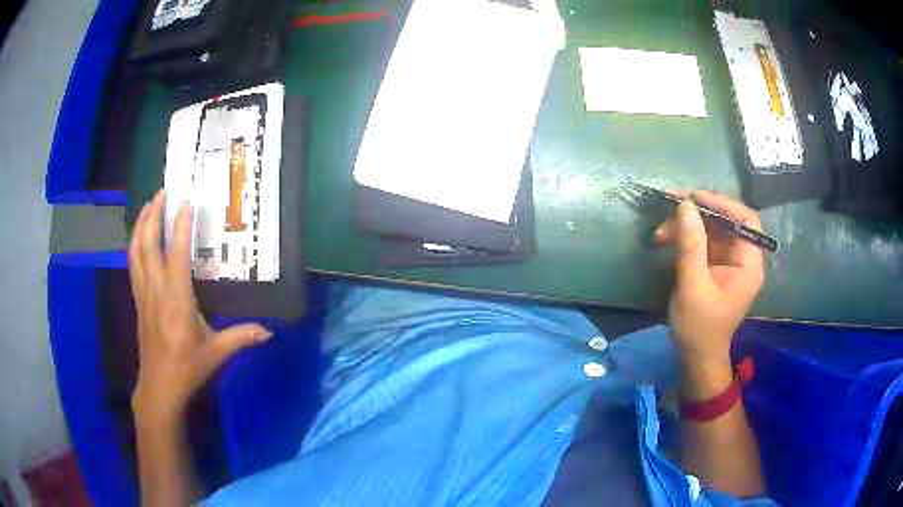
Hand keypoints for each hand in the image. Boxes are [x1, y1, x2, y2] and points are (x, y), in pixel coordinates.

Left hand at [129, 190, 270, 422]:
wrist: (160, 386)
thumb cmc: (188, 367)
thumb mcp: (217, 352)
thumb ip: (242, 336)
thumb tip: (269, 331)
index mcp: (177, 299)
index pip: (176, 254)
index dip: (180, 226)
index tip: (186, 202)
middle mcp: (156, 289)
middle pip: (148, 244)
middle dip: (152, 215)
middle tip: (161, 193)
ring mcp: (144, 293)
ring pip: (136, 251)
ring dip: (140, 225)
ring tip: (148, 206)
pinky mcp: (138, 300)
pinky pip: (132, 264)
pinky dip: (135, 245)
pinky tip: (139, 237)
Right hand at [654, 191, 764, 396]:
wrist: (696, 358)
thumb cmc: (700, 328)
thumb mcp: (693, 287)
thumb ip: (691, 246)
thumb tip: (685, 205)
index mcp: (748, 264)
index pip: (746, 220)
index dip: (724, 204)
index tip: (695, 198)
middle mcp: (742, 258)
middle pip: (726, 221)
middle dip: (698, 213)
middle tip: (670, 207)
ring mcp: (728, 262)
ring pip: (711, 230)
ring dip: (686, 226)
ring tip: (660, 233)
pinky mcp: (715, 267)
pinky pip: (703, 242)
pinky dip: (685, 238)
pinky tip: (666, 241)